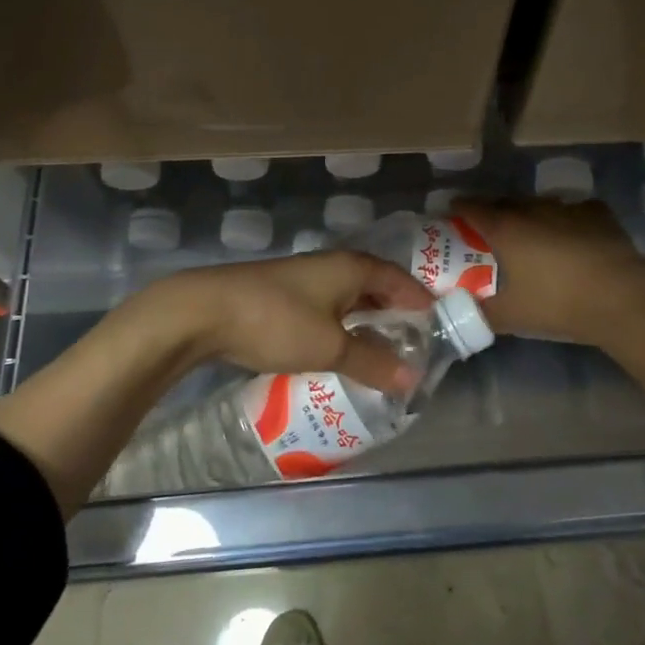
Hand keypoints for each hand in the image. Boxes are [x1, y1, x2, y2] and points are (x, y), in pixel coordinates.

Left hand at [142, 251, 434, 393]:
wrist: (205, 311)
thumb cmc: (277, 321)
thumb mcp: (330, 347)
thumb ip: (372, 361)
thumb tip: (411, 378)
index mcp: (352, 267)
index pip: (400, 280)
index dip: (421, 303)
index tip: (440, 329)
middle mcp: (333, 266)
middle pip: (376, 286)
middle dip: (396, 314)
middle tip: (415, 346)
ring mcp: (306, 278)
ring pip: (350, 298)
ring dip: (368, 322)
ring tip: (384, 353)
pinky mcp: (285, 295)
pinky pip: (328, 308)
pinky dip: (342, 327)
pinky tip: (342, 351)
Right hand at [453, 197, 644, 348]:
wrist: (622, 297)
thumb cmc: (558, 303)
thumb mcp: (511, 316)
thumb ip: (480, 312)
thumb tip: (459, 313)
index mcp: (506, 228)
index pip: (472, 207)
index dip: (458, 208)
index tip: (451, 213)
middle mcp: (533, 209)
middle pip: (504, 202)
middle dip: (493, 212)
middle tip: (488, 230)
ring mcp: (568, 207)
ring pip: (539, 205)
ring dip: (529, 215)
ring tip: (530, 234)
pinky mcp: (597, 213)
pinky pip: (572, 211)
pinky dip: (564, 221)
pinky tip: (570, 237)